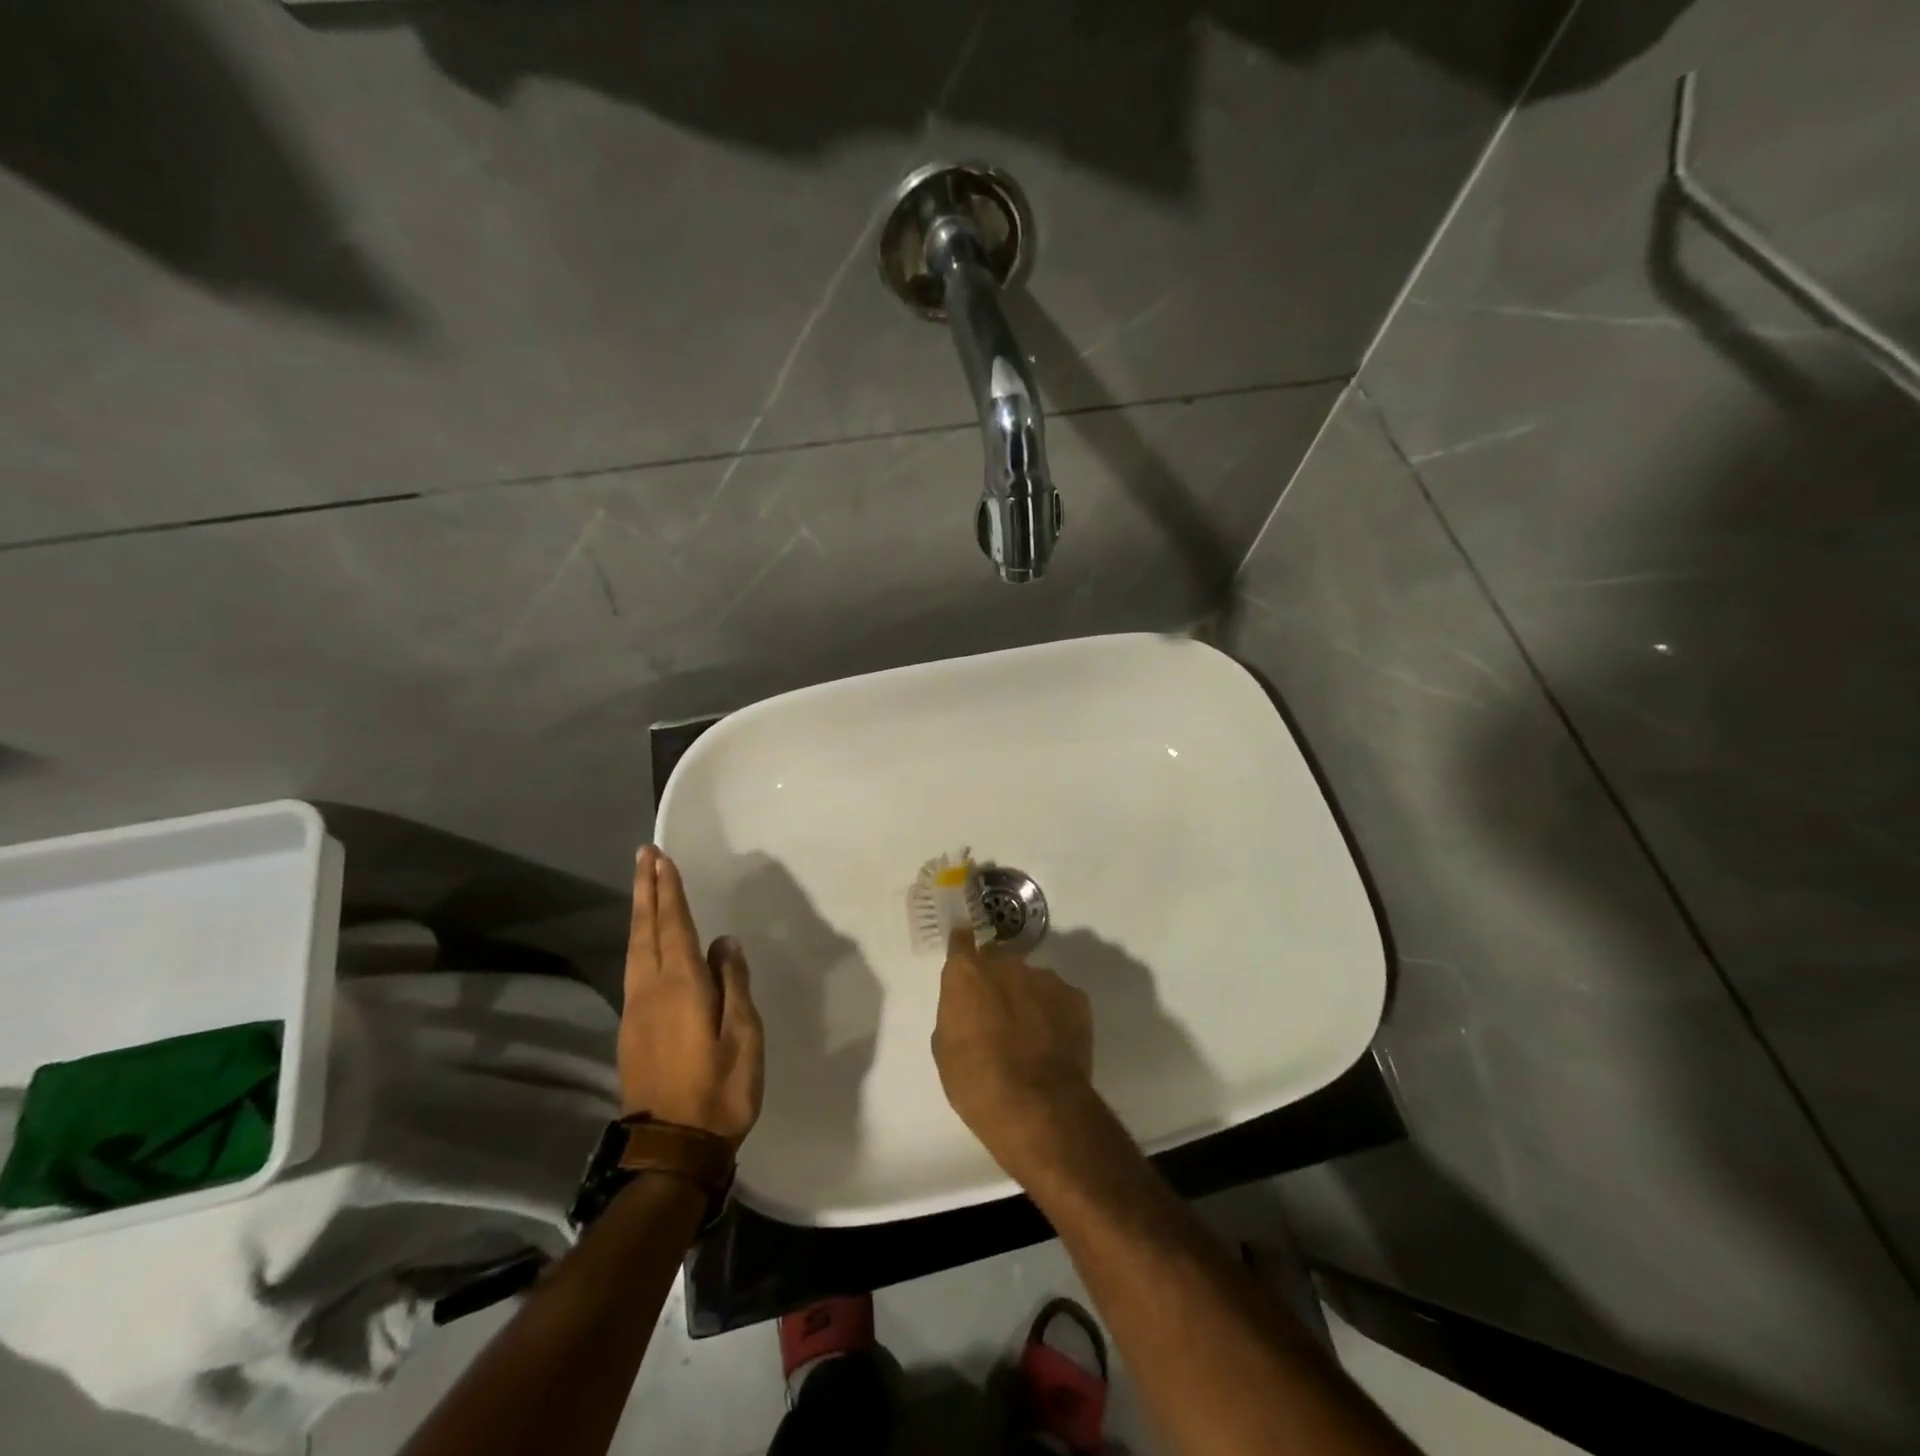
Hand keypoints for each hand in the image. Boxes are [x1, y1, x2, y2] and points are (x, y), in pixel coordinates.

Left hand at [619, 846, 764, 1148]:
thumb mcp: (744, 1035)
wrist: (671, 1148)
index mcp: (681, 986)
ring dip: (640, 913)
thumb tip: (723, 942)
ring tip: (644, 887)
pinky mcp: (631, 1030)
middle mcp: (651, 990)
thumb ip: (734, 983)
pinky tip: (647, 941)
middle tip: (644, 857)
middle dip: (646, 891)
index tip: (661, 858)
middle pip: (646, 930)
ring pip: (634, 949)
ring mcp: (636, 1011)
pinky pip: (634, 969)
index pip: (673, 925)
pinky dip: (640, 941)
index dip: (668, 890)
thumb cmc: (719, 1089)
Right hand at [933, 929, 1094, 1179]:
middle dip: (997, 981)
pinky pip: (1059, 999)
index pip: (962, 940)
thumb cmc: (977, 1082)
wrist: (1037, 1107)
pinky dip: (1055, 1014)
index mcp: (967, 972)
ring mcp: (1045, 977)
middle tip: (998, 1016)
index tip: (965, 958)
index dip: (963, 947)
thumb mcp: (945, 1049)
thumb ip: (956, 1013)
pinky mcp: (1076, 997)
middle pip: (999, 961)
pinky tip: (1053, 1045)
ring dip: (1028, 998)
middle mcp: (1007, 963)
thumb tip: (969, 1008)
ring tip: (1031, 1037)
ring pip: (1032, 980)